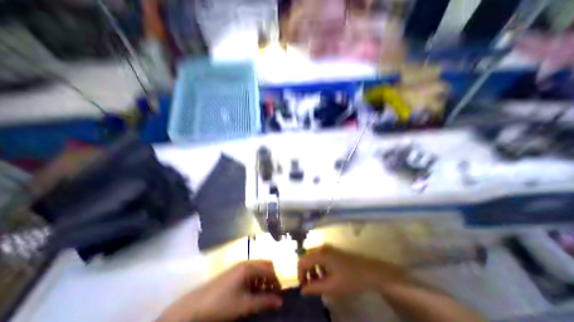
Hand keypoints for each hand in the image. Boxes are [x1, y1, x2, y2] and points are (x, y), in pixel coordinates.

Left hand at [157, 262, 281, 321]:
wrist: (194, 307)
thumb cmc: (222, 304)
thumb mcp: (245, 305)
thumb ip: (264, 301)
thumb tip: (280, 301)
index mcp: (249, 267)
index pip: (269, 269)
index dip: (277, 280)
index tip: (281, 293)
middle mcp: (246, 263)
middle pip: (264, 266)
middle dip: (271, 278)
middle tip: (273, 293)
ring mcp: (239, 267)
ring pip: (257, 270)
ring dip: (263, 280)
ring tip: (264, 295)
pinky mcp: (234, 273)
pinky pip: (250, 274)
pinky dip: (255, 281)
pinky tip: (253, 293)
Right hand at [296, 247, 407, 296]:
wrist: (371, 271)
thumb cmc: (350, 279)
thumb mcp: (332, 286)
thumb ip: (315, 288)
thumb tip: (302, 290)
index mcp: (320, 253)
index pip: (302, 261)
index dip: (300, 274)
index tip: (303, 288)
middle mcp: (322, 247)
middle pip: (307, 257)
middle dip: (305, 272)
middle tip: (309, 286)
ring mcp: (328, 248)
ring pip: (313, 257)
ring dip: (312, 270)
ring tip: (318, 283)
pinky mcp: (333, 251)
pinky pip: (320, 257)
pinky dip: (319, 267)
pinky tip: (326, 277)